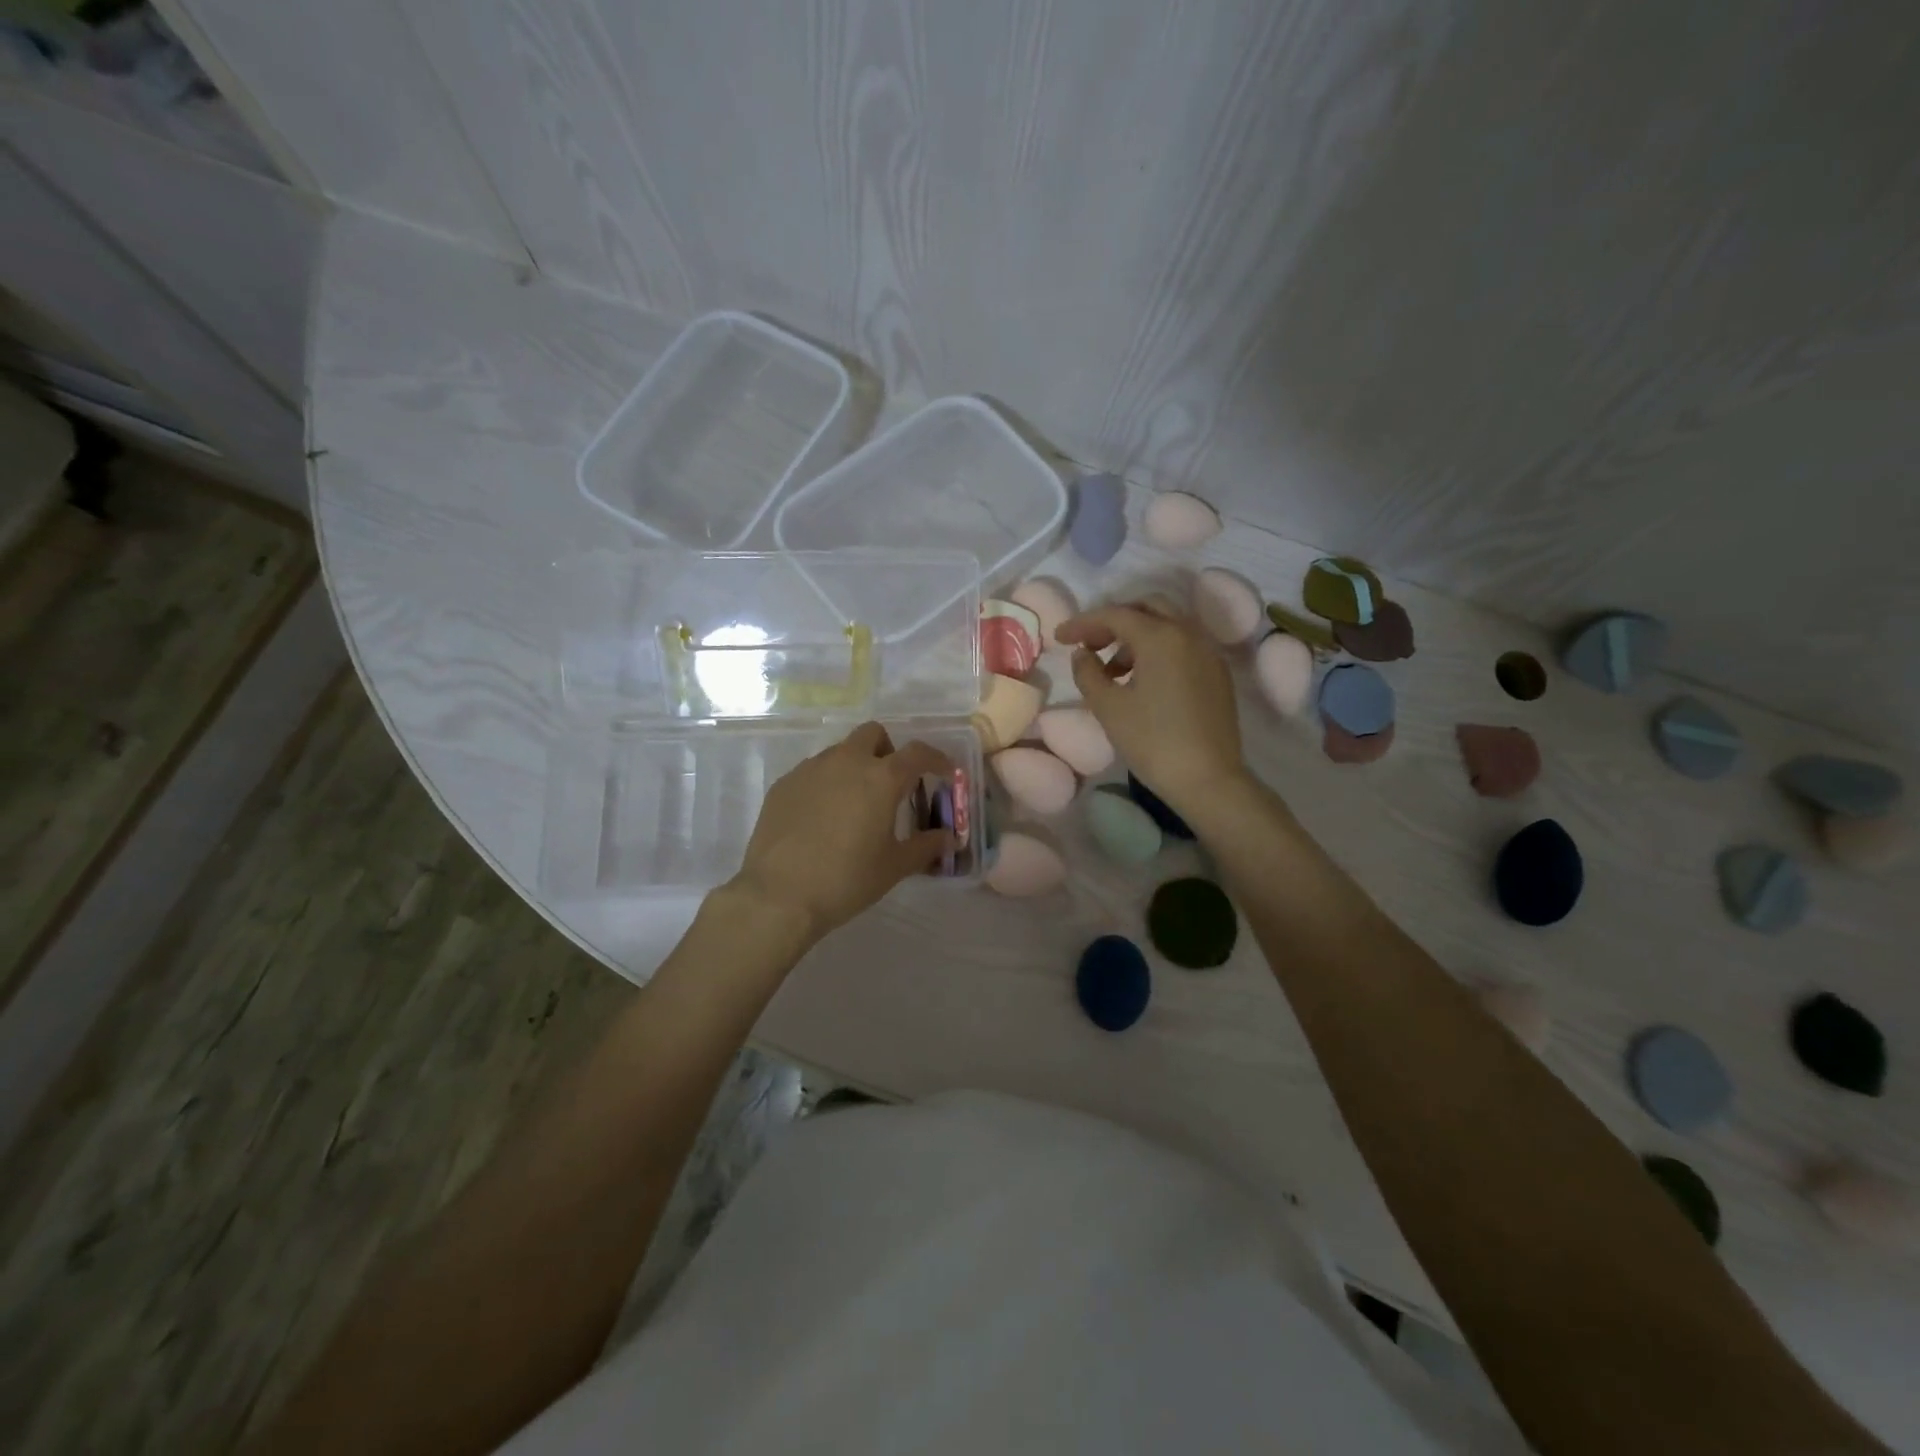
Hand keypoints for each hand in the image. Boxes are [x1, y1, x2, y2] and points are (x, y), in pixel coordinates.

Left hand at [727, 722, 953, 945]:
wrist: (779, 895)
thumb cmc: (846, 879)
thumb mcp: (894, 866)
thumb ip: (926, 847)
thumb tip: (950, 838)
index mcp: (881, 777)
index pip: (917, 753)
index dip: (936, 759)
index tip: (945, 773)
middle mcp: (846, 762)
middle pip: (873, 734)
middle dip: (888, 751)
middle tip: (892, 784)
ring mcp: (810, 769)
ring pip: (841, 751)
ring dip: (855, 767)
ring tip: (855, 805)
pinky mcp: (784, 784)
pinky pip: (813, 772)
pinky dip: (826, 784)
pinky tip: (822, 818)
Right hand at [1056, 598, 1245, 814]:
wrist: (1208, 780)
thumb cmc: (1152, 742)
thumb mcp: (1109, 708)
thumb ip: (1088, 673)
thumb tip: (1082, 654)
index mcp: (1161, 637)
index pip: (1115, 615)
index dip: (1083, 622)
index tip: (1059, 637)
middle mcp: (1189, 634)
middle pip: (1147, 607)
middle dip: (1114, 620)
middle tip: (1090, 644)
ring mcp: (1208, 652)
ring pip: (1168, 625)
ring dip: (1136, 635)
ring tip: (1112, 670)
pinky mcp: (1217, 673)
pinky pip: (1183, 645)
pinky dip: (1158, 649)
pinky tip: (1142, 680)